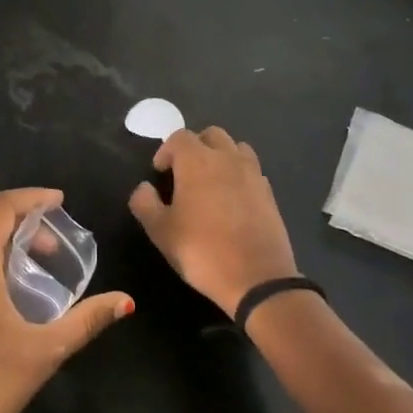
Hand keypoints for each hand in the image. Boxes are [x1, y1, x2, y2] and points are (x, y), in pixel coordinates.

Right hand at [128, 127, 298, 315]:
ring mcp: (253, 173)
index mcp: (197, 161)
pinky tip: (232, 199)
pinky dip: (239, 174)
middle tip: (184, 172)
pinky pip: (251, 170)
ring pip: (236, 147)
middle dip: (195, 147)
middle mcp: (227, 158)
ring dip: (220, 156)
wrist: (257, 278)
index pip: (179, 137)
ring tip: (210, 181)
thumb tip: (144, 187)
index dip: (166, 151)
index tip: (159, 173)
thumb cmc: (201, 251)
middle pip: (211, 135)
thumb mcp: (160, 231)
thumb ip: (145, 203)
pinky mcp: (269, 192)